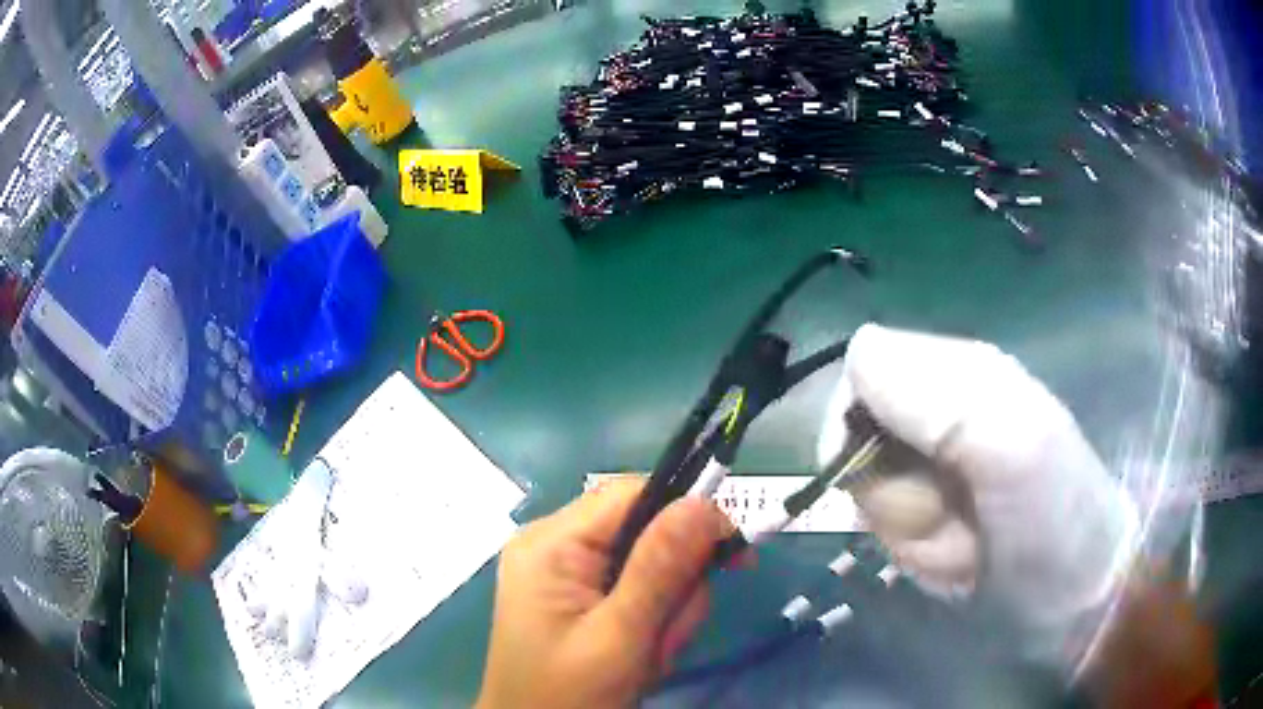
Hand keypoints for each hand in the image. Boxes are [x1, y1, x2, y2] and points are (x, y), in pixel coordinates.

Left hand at [476, 479, 734, 708]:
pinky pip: (636, 591)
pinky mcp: (577, 596)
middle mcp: (555, 544)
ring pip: (650, 567)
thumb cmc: (568, 694)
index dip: (689, 515)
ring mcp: (565, 572)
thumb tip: (704, 503)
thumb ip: (661, 569)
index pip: (634, 493)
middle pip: (646, 533)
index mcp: (551, 542)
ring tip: (646, 656)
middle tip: (661, 638)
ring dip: (665, 614)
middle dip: (672, 588)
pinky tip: (639, 656)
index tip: (733, 555)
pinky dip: (652, 623)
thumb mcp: (619, 636)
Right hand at [818, 324, 1138, 657]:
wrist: (1073, 587)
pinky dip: (910, 546)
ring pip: (868, 484)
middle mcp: (940, 409)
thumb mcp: (1011, 444)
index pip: (863, 366)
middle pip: (858, 432)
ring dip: (904, 523)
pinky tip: (953, 557)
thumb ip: (941, 396)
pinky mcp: (930, 511)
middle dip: (887, 485)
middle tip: (943, 510)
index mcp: (959, 371)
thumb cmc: (1050, 512)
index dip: (855, 418)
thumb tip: (858, 353)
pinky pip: (886, 521)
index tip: (878, 469)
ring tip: (959, 539)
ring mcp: (933, 466)